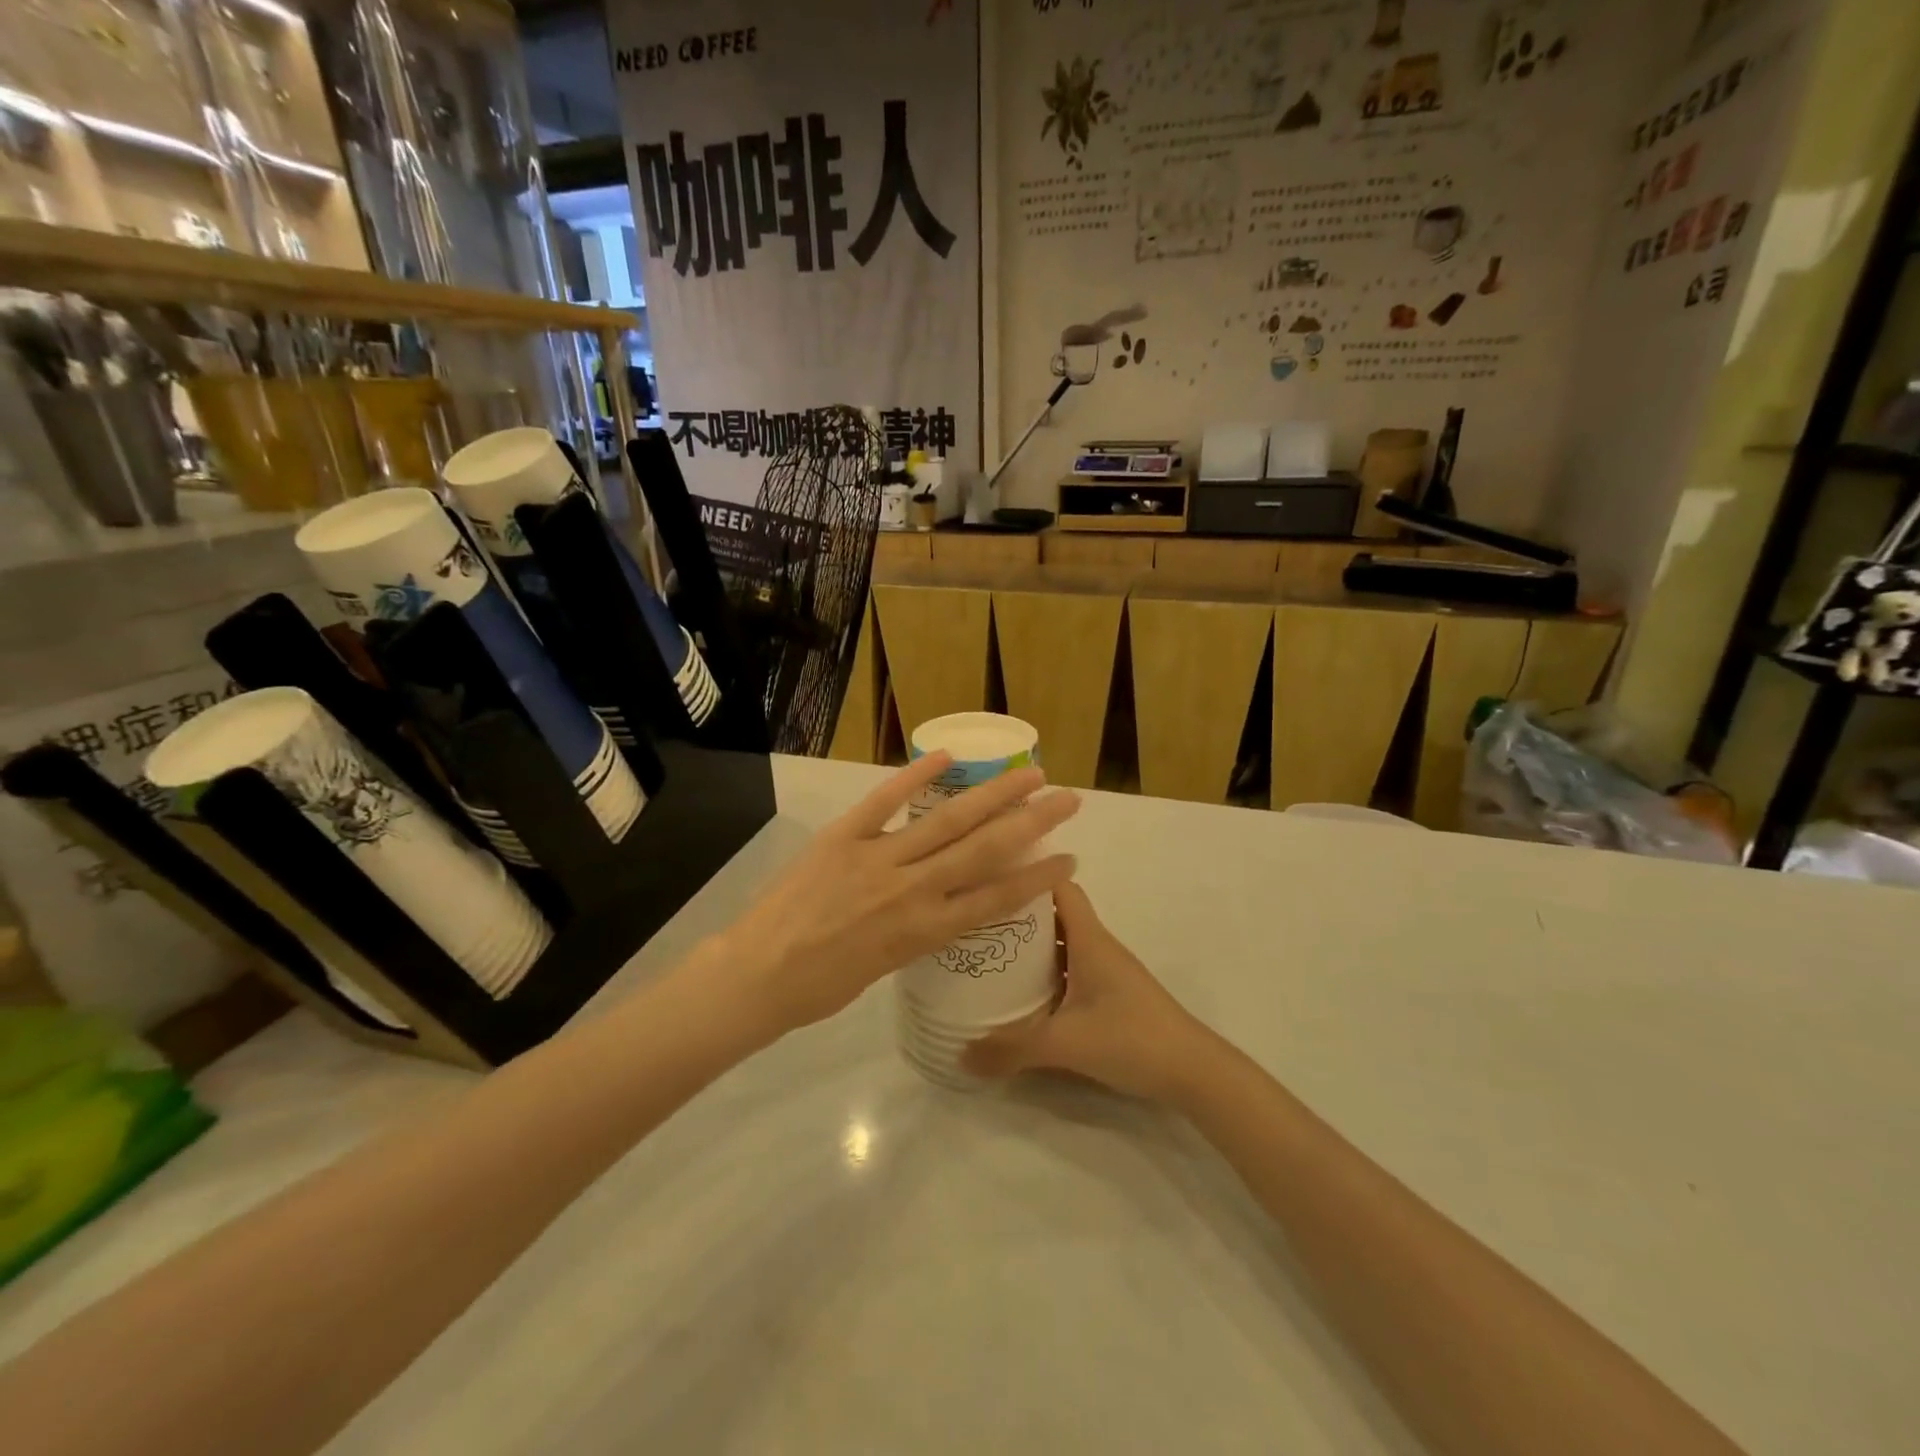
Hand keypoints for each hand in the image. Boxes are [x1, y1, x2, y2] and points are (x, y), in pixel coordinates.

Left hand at [714, 754, 1079, 1035]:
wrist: (757, 975)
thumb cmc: (820, 988)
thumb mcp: (885, 968)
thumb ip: (917, 932)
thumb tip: (938, 905)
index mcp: (924, 932)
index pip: (996, 900)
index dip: (1038, 878)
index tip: (1069, 858)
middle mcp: (913, 891)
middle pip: (985, 850)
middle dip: (1032, 822)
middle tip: (1067, 798)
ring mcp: (878, 858)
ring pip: (948, 821)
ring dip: (993, 794)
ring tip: (1028, 773)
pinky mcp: (843, 836)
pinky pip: (884, 801)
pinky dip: (915, 776)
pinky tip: (947, 756)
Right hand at [962, 881, 1212, 1100]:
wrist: (1192, 1072)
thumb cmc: (1131, 1038)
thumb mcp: (1065, 1043)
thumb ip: (1011, 1049)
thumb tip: (960, 1056)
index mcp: (1089, 939)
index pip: (1058, 886)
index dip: (1028, 876)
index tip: (989, 880)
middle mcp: (1096, 946)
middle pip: (1053, 913)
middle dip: (1017, 913)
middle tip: (976, 923)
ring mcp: (1105, 970)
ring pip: (1061, 943)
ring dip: (1030, 946)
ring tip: (988, 954)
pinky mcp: (1109, 994)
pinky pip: (1069, 969)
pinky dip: (1045, 972)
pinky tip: (1021, 994)